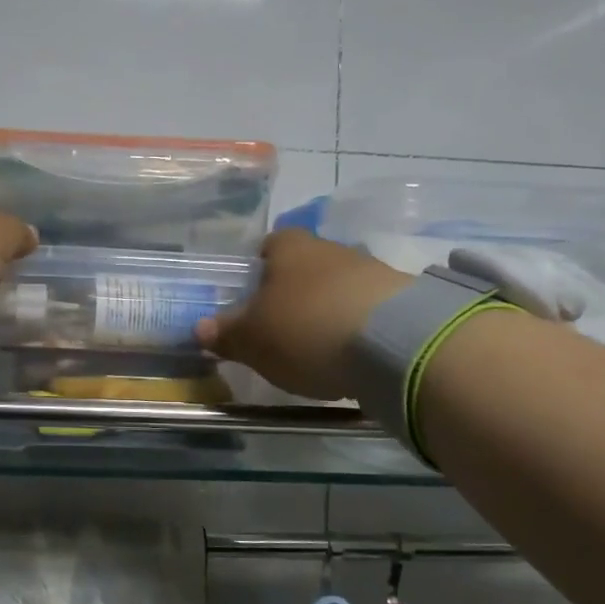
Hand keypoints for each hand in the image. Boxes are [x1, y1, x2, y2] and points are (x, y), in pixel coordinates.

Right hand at [197, 228, 410, 399]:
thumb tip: (201, 328)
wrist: (394, 343)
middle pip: (304, 267)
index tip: (250, 299)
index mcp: (289, 247)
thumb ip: (226, 333)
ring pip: (337, 289)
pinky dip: (355, 330)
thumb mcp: (252, 339)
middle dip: (292, 294)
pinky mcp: (403, 301)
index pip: (268, 245)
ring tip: (316, 351)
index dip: (256, 269)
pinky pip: (367, 312)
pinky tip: (350, 358)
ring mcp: (371, 272)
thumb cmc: (305, 328)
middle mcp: (330, 249)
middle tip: (278, 330)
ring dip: (326, 312)